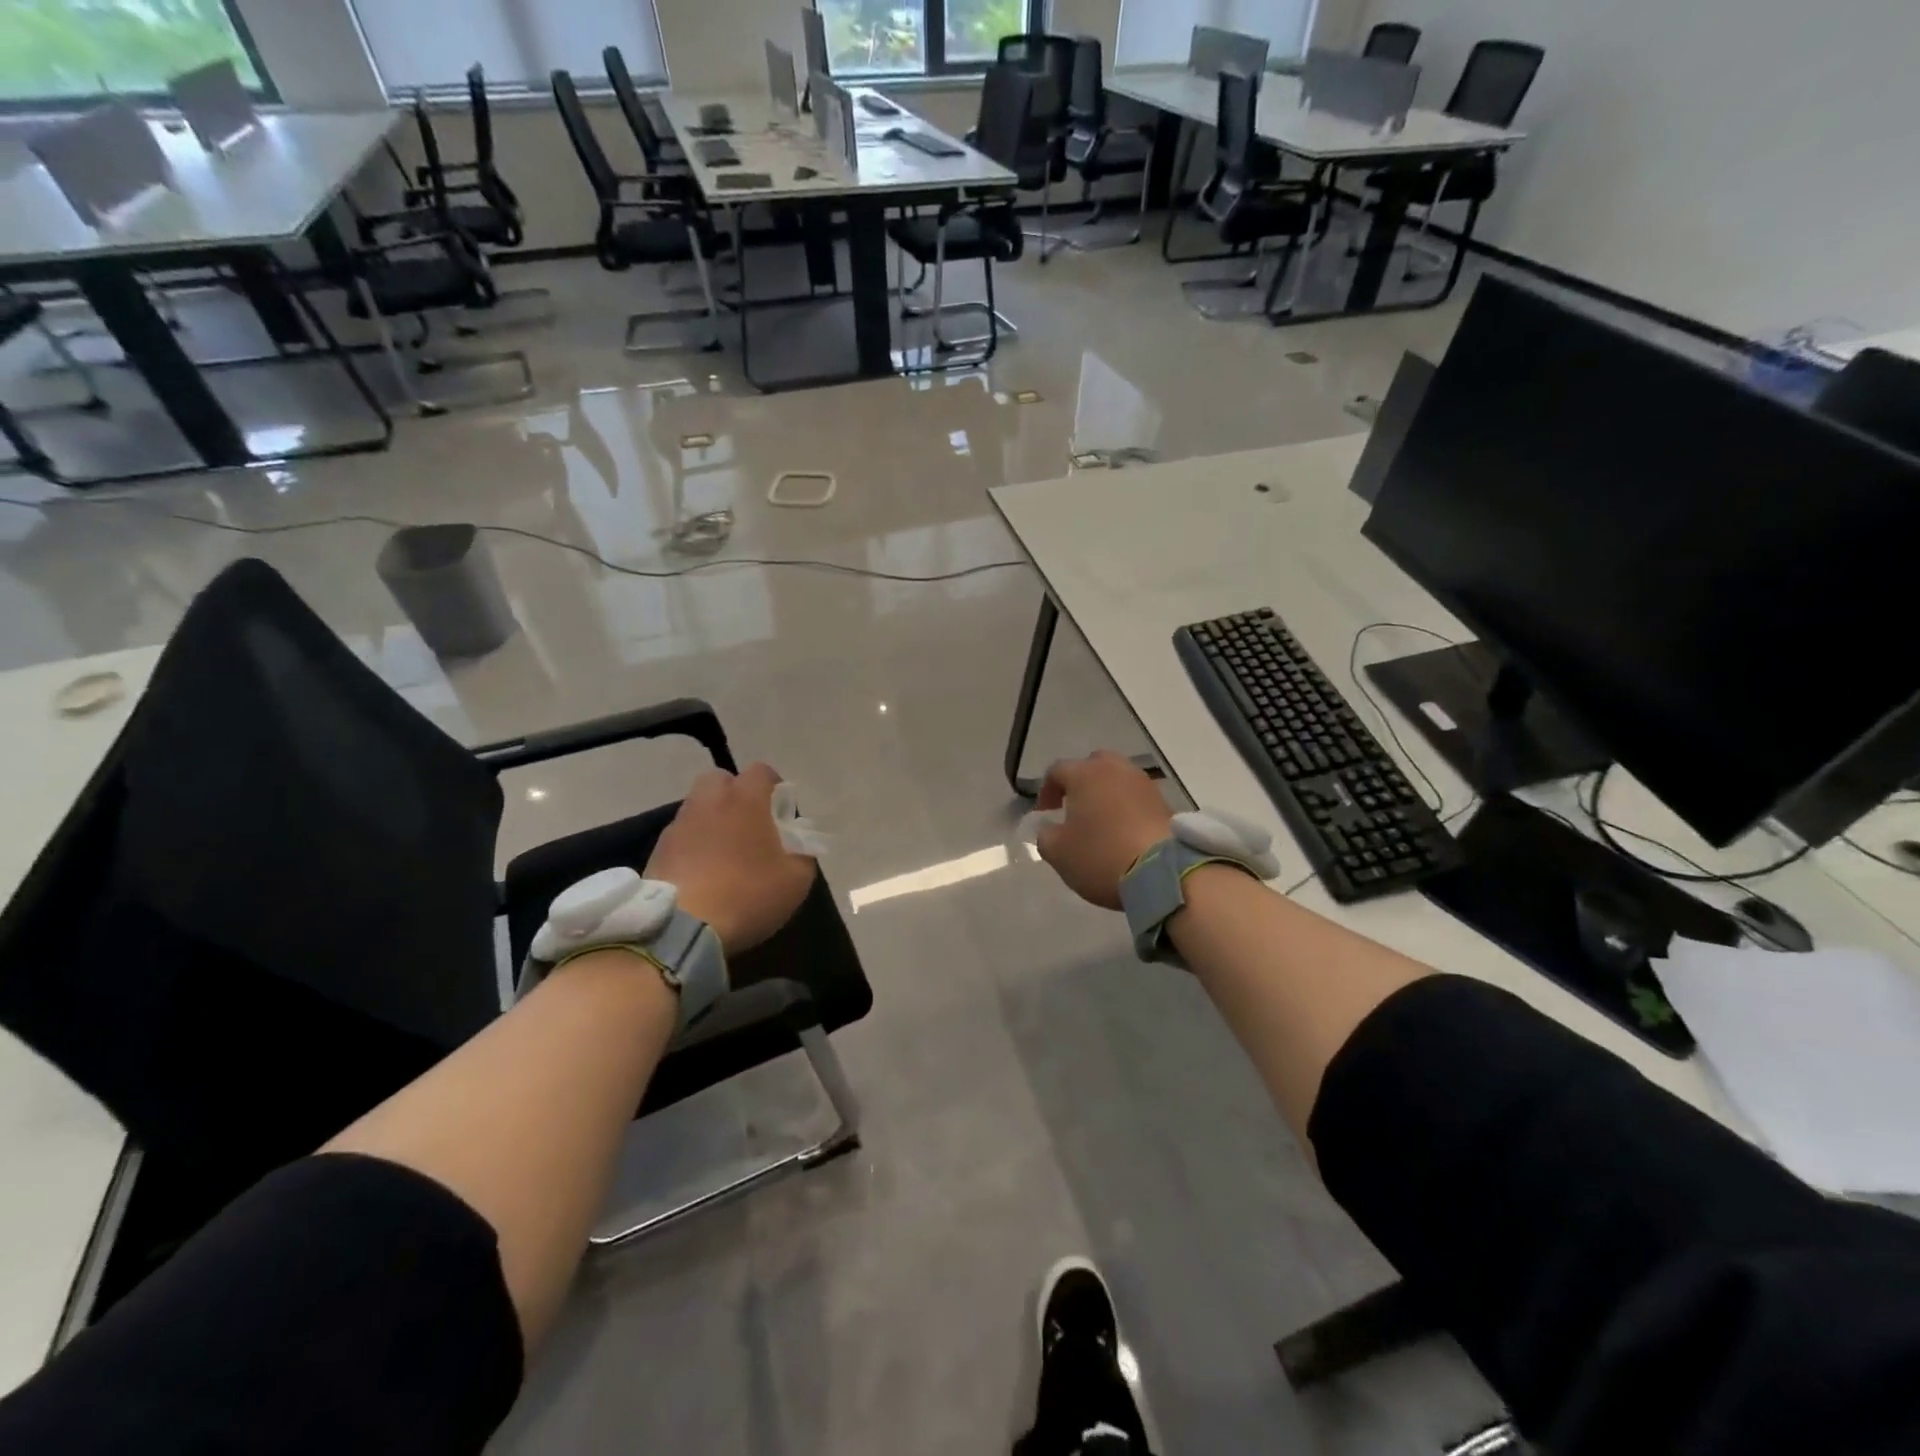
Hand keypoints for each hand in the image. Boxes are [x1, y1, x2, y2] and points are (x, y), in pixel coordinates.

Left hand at [645, 763, 814, 954]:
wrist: (682, 927)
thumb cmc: (748, 894)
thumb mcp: (796, 880)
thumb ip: (803, 855)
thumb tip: (797, 847)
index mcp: (745, 799)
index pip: (761, 771)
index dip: (774, 787)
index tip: (781, 813)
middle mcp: (709, 801)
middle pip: (720, 780)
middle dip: (735, 794)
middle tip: (748, 824)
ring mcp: (679, 824)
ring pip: (697, 807)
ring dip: (712, 820)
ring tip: (724, 853)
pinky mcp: (657, 850)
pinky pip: (682, 835)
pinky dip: (693, 845)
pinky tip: (703, 872)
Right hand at [1035, 751, 1172, 909]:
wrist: (1163, 872)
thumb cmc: (1101, 856)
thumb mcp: (1059, 853)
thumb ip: (1045, 835)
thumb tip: (1047, 827)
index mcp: (1084, 774)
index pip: (1057, 771)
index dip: (1046, 791)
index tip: (1044, 813)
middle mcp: (1115, 769)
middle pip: (1092, 765)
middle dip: (1080, 783)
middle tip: (1073, 808)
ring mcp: (1143, 783)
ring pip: (1118, 779)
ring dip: (1106, 793)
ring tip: (1101, 820)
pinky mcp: (1164, 802)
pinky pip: (1137, 797)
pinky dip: (1127, 807)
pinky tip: (1124, 830)